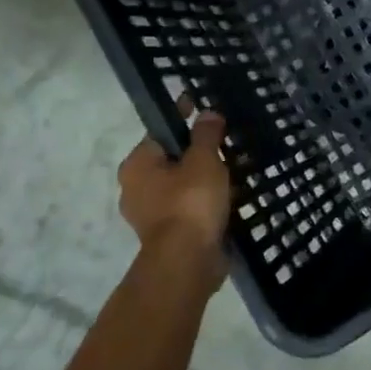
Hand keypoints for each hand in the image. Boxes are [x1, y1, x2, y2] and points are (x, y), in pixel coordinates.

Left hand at [117, 111, 231, 291]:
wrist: (187, 261)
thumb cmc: (190, 202)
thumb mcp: (204, 159)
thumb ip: (206, 134)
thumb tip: (207, 113)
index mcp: (137, 165)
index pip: (161, 132)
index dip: (183, 117)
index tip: (203, 107)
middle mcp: (136, 188)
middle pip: (171, 159)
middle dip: (197, 152)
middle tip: (225, 142)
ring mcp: (151, 214)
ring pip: (181, 185)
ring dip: (204, 179)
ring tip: (234, 169)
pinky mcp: (168, 235)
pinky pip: (190, 207)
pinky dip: (206, 201)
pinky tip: (229, 196)